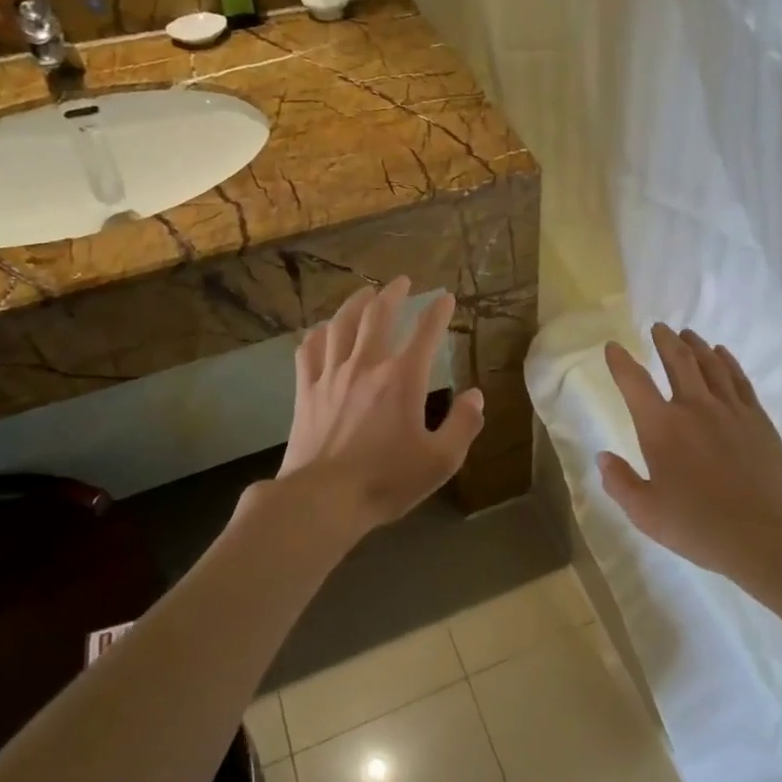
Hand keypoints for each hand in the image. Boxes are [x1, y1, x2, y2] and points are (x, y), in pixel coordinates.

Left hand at [277, 278, 483, 537]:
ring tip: (364, 292)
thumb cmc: (386, 480)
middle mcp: (366, 366)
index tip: (445, 297)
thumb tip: (475, 396)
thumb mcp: (441, 460)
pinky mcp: (306, 391)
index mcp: (402, 379)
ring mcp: (331, 375)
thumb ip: (463, 425)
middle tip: (402, 281)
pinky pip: (309, 350)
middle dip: (392, 294)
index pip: (425, 333)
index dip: (438, 312)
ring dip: (355, 303)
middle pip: (377, 316)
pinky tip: (322, 330)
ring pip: (340, 324)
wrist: (323, 499)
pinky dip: (318, 334)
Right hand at [599, 324, 781, 578]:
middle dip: (664, 341)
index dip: (620, 362)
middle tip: (658, 328)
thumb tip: (603, 457)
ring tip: (687, 335)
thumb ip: (620, 483)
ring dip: (695, 345)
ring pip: (710, 363)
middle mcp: (694, 407)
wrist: (766, 533)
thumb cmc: (699, 526)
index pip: (634, 383)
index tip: (613, 347)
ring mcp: (729, 409)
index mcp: (661, 428)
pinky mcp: (757, 417)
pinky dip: (727, 361)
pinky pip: (738, 378)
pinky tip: (722, 354)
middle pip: (677, 361)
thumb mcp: (646, 514)